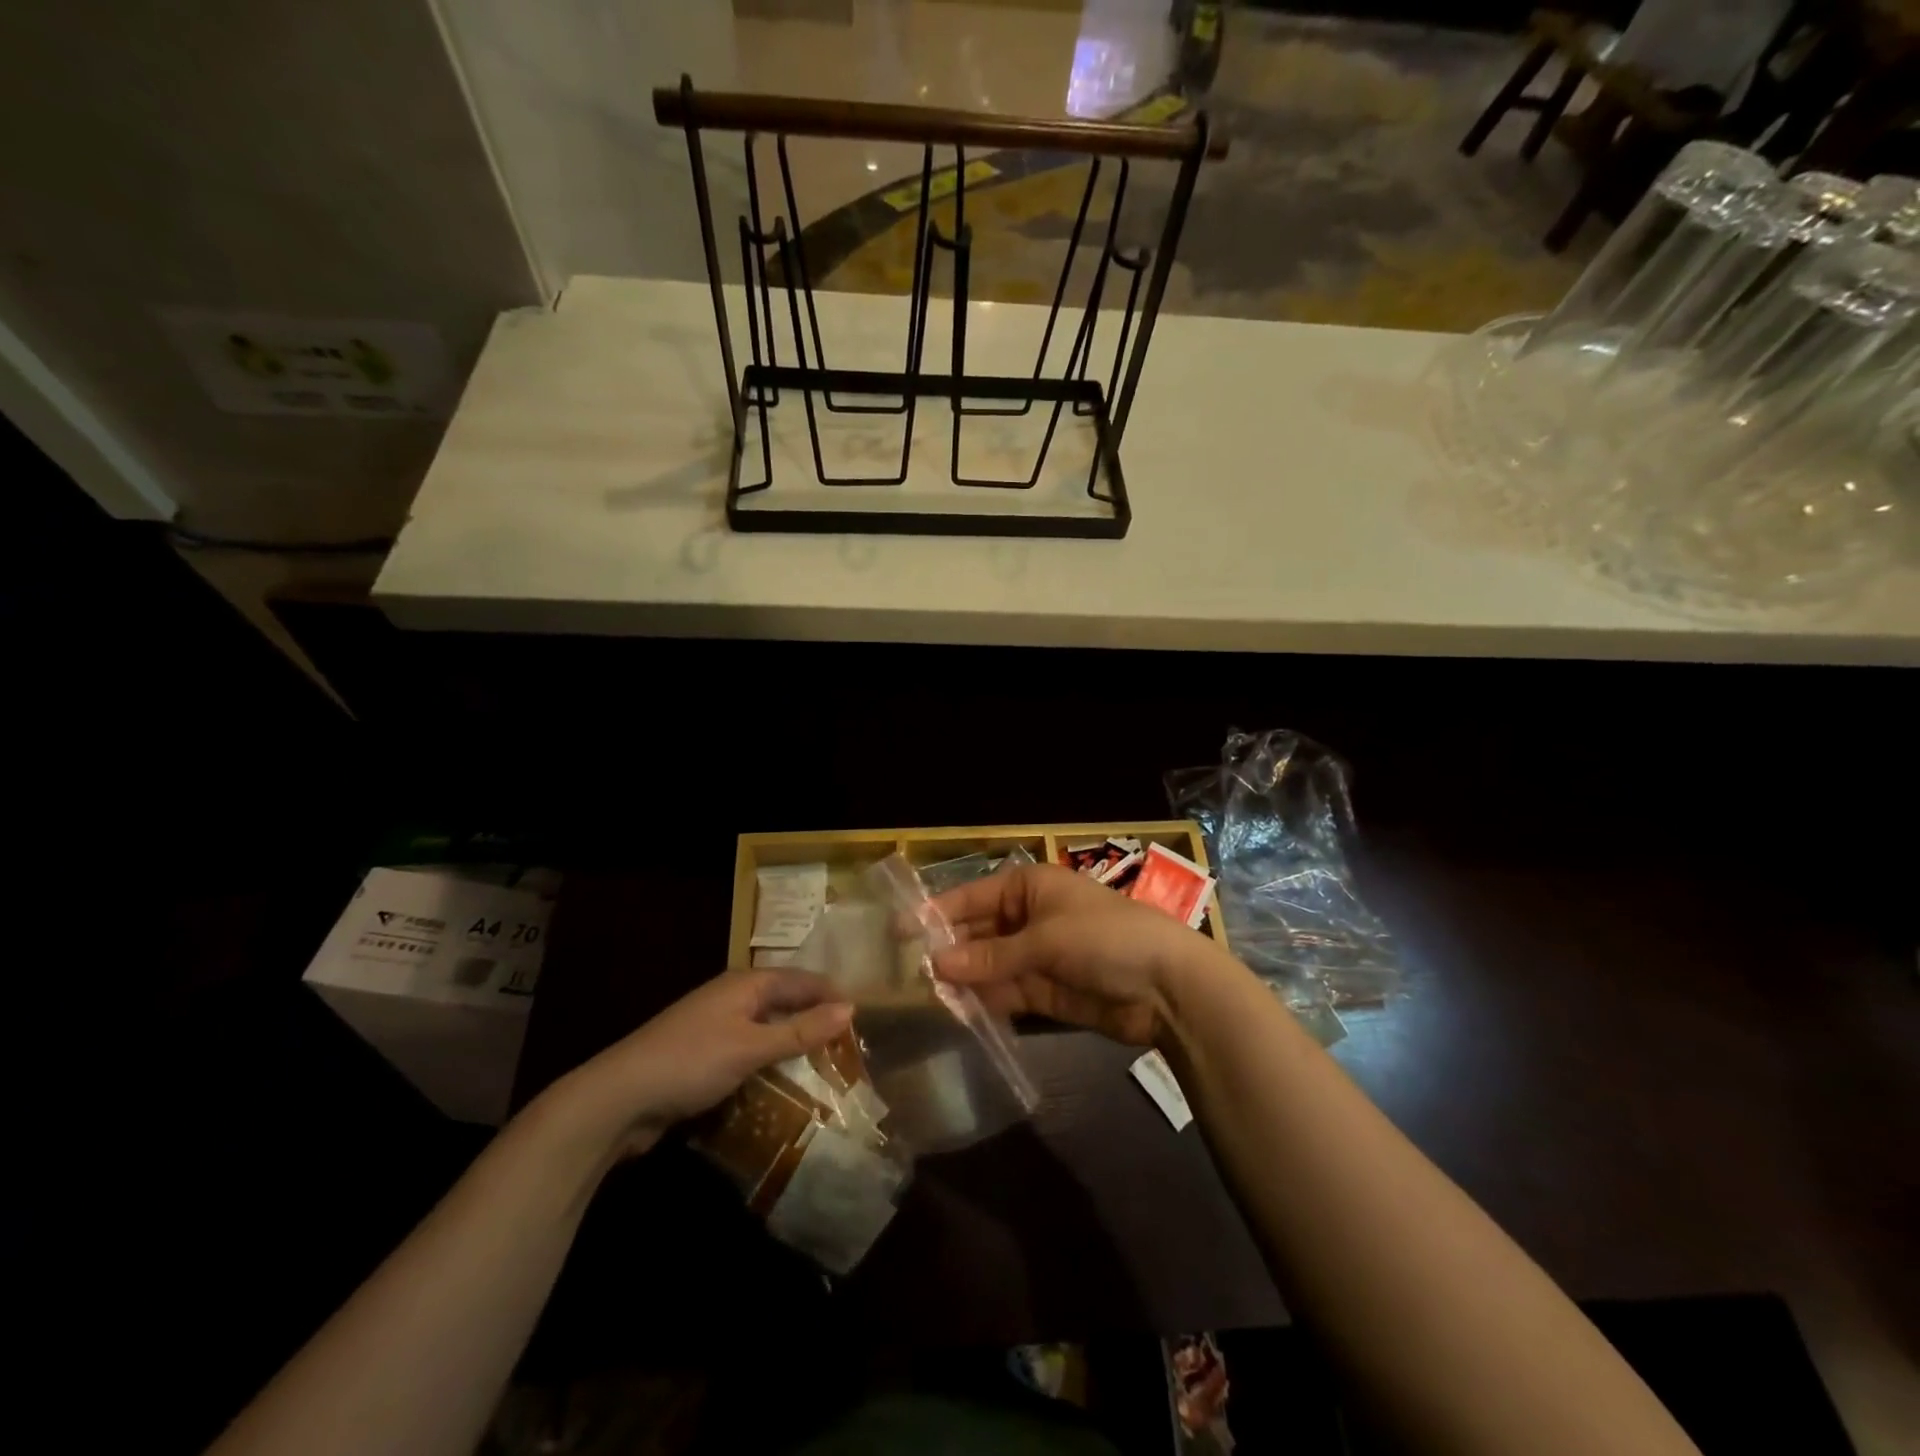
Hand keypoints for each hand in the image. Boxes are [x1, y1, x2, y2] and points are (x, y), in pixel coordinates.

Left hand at [553, 969, 852, 1157]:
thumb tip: (851, 1008)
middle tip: (850, 1046)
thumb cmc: (690, 1061)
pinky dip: (771, 1062)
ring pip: (768, 1028)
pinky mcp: (704, 1056)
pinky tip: (785, 1083)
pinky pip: (750, 1051)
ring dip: (794, 1043)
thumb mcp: (751, 1047)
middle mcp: (733, 997)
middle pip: (786, 1001)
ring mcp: (716, 1026)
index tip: (864, 1018)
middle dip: (816, 1019)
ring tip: (827, 1066)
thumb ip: (801, 1031)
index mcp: (746, 983)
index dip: (832, 995)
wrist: (618, 1098)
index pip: (802, 980)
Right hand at [930, 863, 1239, 1046]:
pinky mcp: (1047, 992)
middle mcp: (1030, 917)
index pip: (974, 896)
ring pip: (990, 966)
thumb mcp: (1044, 941)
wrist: (1167, 986)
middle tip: (907, 974)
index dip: (937, 912)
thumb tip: (934, 964)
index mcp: (1031, 887)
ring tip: (925, 997)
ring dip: (964, 979)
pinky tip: (958, 1012)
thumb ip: (989, 957)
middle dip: (949, 951)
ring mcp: (1038, 956)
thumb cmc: (1104, 939)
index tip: (900, 931)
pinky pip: (1007, 993)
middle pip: (979, 933)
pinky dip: (986, 1001)